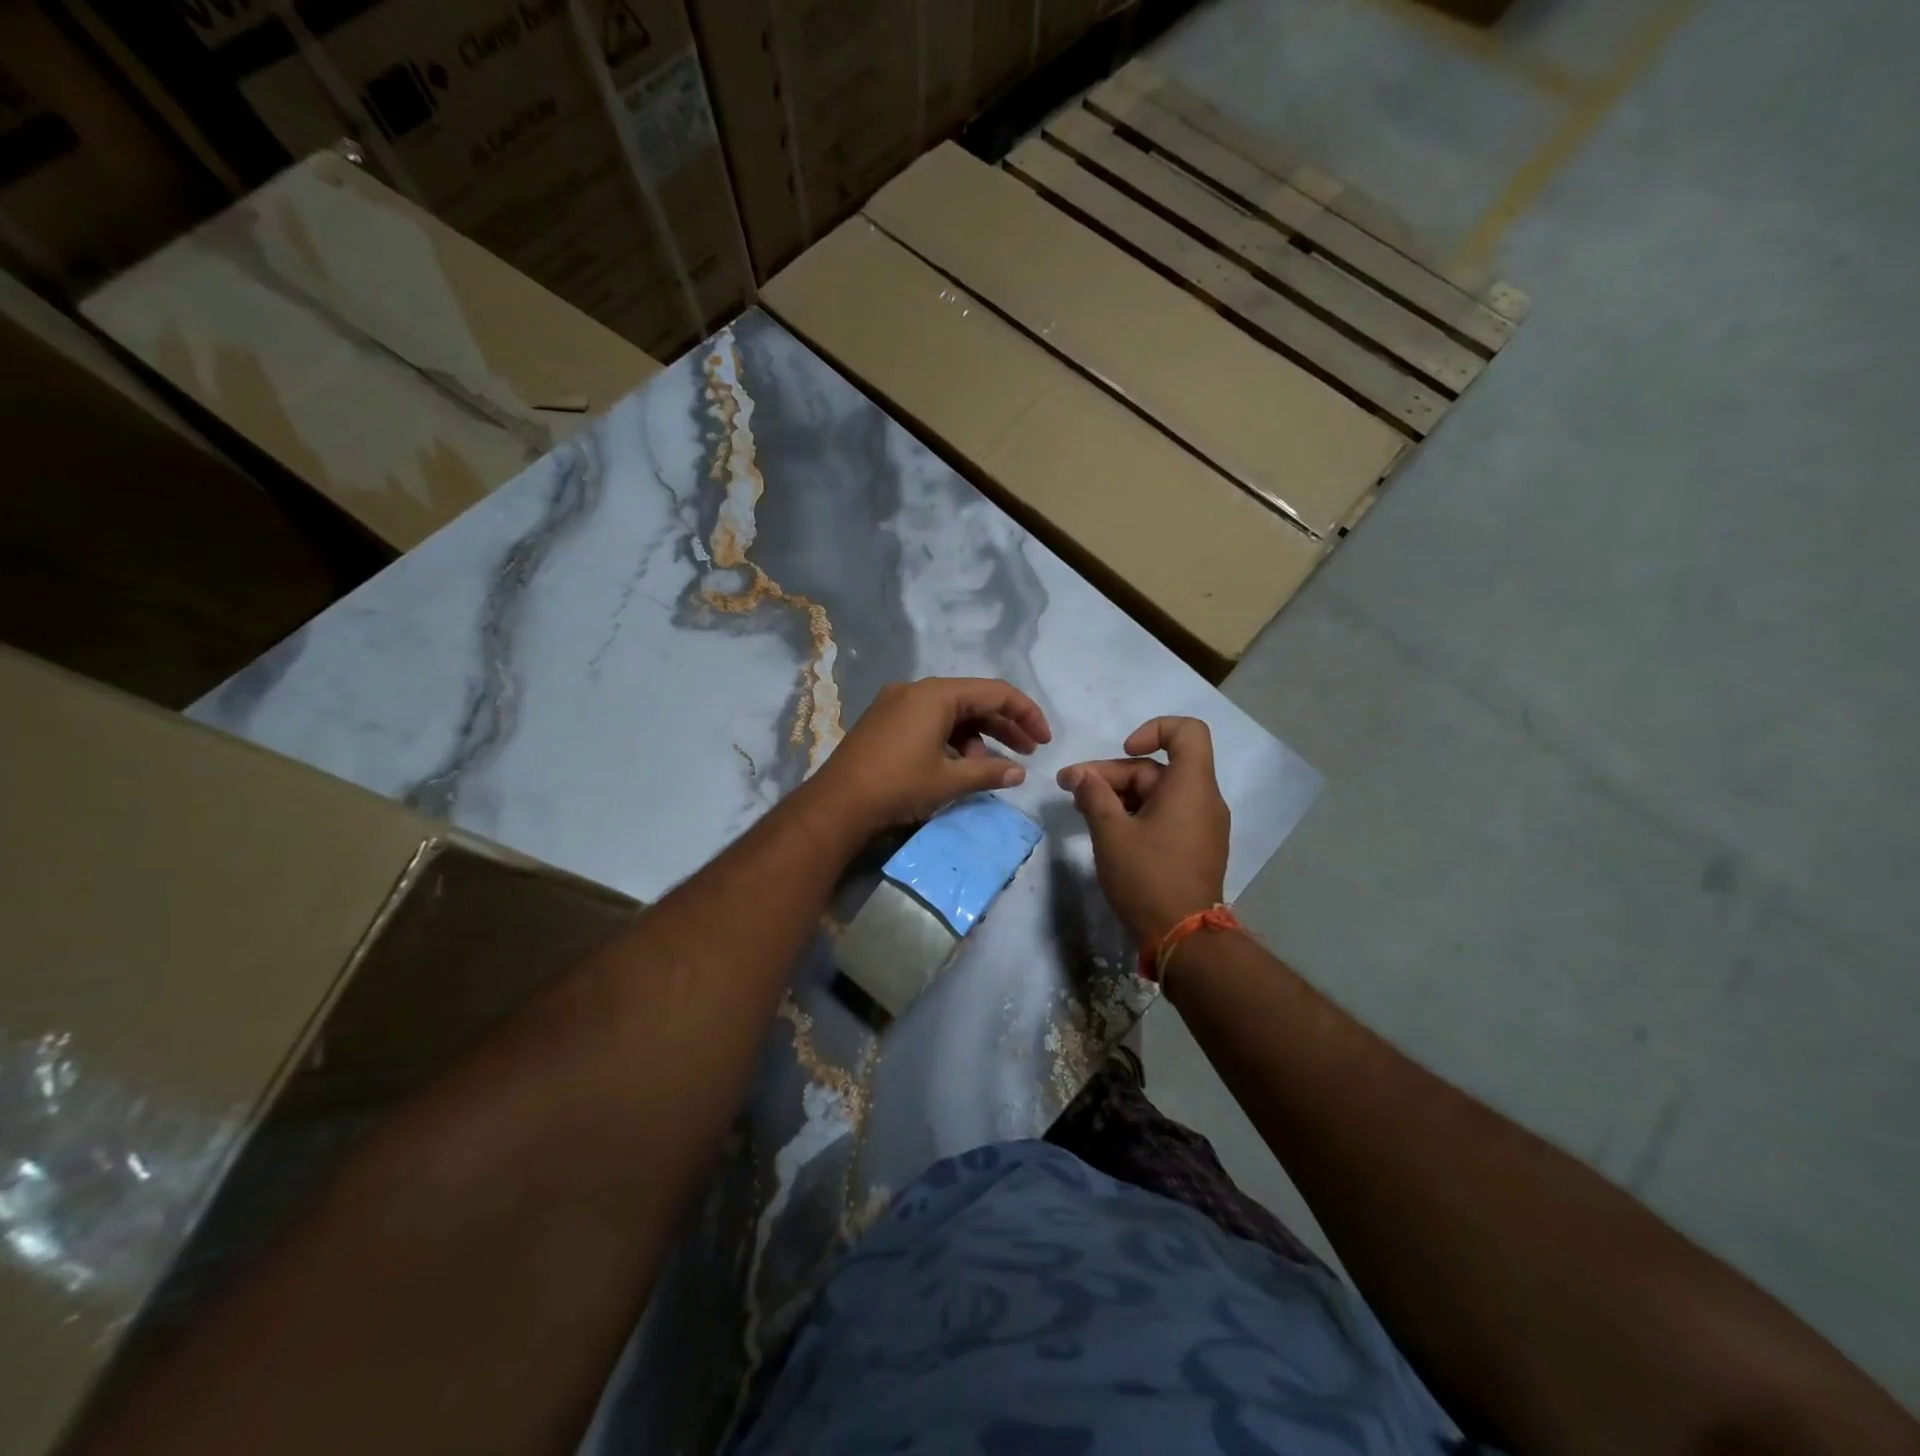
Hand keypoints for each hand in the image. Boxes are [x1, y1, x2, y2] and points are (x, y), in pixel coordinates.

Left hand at [808, 677, 1051, 834]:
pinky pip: (929, 722)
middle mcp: (916, 690)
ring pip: (951, 713)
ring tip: (990, 769)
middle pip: (973, 700)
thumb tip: (1019, 773)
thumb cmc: (898, 786)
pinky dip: (951, 741)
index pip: (995, 692)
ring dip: (977, 738)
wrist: (836, 805)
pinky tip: (960, 767)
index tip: (1045, 740)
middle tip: (1028, 753)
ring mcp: (896, 705)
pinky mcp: (884, 722)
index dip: (1026, 714)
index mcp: (936, 694)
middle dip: (1004, 726)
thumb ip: (989, 773)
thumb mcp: (949, 781)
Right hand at [1058, 716, 1229, 945]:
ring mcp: (1202, 825)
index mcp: (1191, 787)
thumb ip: (1093, 796)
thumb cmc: (1148, 878)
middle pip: (1157, 768)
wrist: (1183, 939)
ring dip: (1119, 795)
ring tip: (1082, 810)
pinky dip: (1136, 814)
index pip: (1187, 731)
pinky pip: (1165, 815)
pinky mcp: (1195, 847)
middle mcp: (1204, 799)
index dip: (1153, 729)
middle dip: (1112, 774)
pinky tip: (1106, 830)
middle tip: (1071, 788)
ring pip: (1157, 793)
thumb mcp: (1111, 833)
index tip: (1124, 751)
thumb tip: (1079, 775)